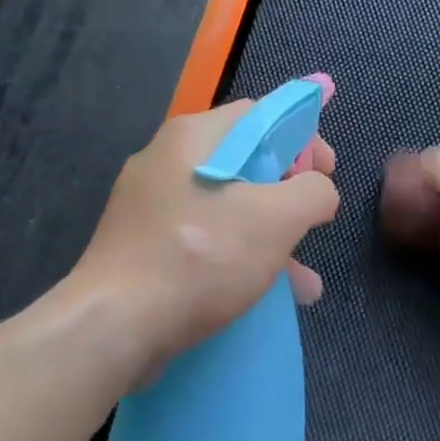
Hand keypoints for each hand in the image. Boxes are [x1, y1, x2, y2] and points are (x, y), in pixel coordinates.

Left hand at [75, 97, 339, 365]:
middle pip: (246, 160)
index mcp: (195, 136)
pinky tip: (268, 295)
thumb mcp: (276, 219)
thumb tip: (319, 190)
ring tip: (304, 279)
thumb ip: (313, 192)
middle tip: (313, 221)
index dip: (303, 137)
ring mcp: (150, 203)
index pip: (261, 114)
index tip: (326, 173)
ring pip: (226, 206)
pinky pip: (203, 237)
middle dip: (289, 193)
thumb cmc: (199, 258)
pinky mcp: (143, 243)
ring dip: (270, 235)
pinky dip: (238, 256)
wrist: (113, 326)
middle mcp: (167, 159)